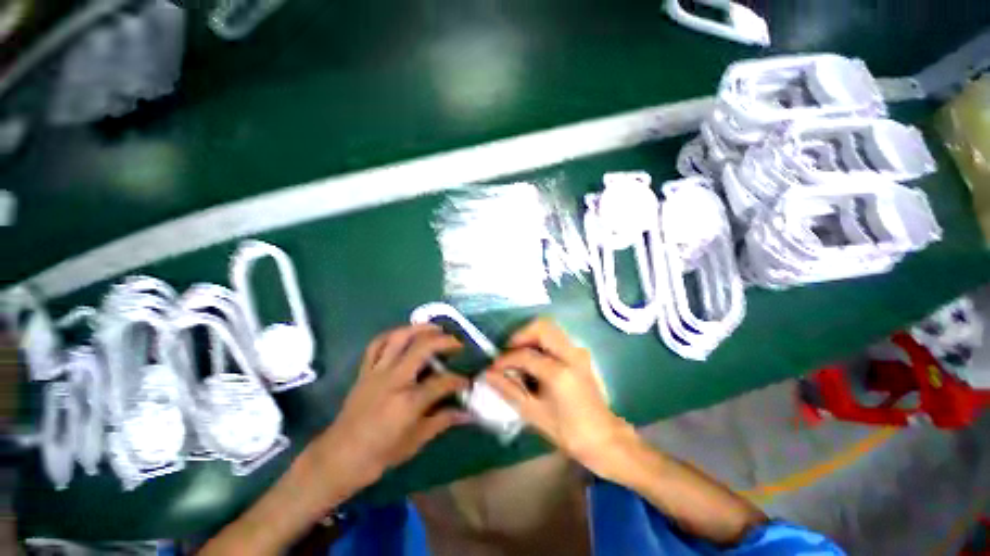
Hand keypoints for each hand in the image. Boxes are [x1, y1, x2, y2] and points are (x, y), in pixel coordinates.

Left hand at [315, 324, 469, 487]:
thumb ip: (443, 421)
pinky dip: (392, 335)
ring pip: (399, 338)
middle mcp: (394, 380)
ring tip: (435, 328)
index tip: (467, 381)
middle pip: (422, 347)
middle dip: (445, 341)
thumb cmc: (380, 454)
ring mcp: (377, 372)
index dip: (459, 380)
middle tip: (457, 343)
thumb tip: (468, 413)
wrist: (338, 458)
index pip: (442, 382)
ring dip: (420, 328)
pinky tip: (404, 335)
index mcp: (408, 402)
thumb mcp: (416, 441)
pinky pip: (376, 344)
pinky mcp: (364, 371)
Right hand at [483, 319, 637, 479]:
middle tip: (508, 352)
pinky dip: (541, 341)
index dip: (505, 359)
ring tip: (519, 355)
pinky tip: (534, 359)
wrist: (604, 438)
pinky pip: (556, 337)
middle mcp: (571, 355)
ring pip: (550, 329)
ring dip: (531, 336)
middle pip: (541, 327)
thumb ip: (509, 390)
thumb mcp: (534, 413)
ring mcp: (578, 352)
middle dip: (520, 335)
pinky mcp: (580, 354)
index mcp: (559, 373)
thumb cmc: (568, 431)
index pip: (525, 355)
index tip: (493, 367)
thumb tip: (487, 375)